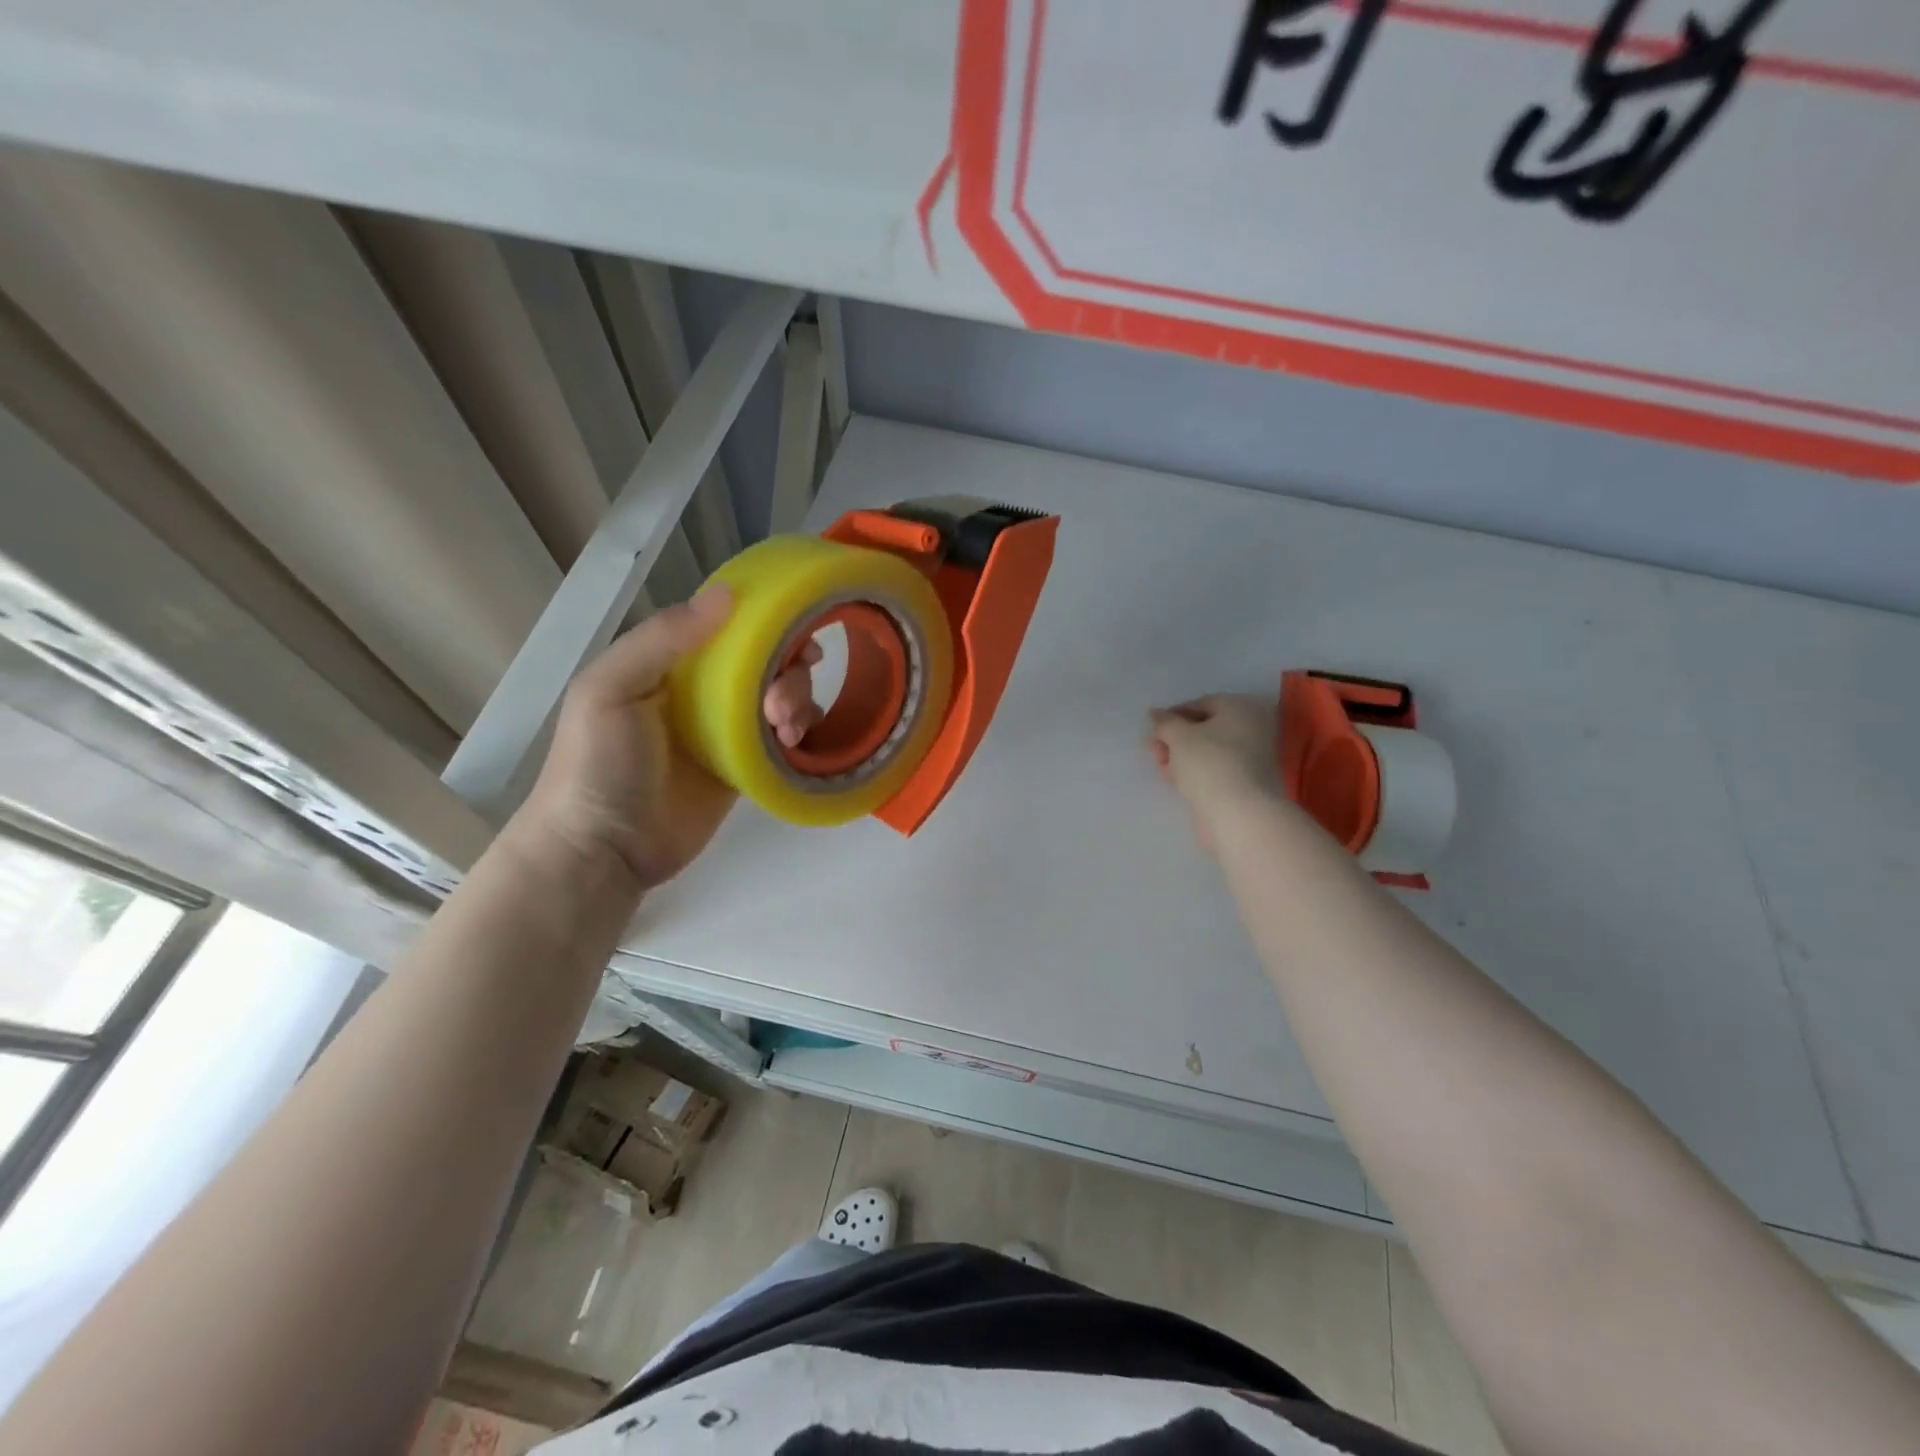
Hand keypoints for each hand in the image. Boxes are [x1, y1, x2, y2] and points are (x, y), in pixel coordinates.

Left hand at [516, 588, 818, 892]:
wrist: (605, 850)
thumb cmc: (599, 764)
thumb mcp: (611, 689)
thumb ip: (662, 639)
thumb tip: (727, 594)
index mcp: (670, 664)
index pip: (729, 628)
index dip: (767, 624)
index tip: (797, 634)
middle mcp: (703, 691)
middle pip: (765, 662)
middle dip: (788, 671)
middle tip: (780, 703)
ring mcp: (726, 731)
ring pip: (781, 697)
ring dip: (798, 701)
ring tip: (787, 730)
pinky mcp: (745, 768)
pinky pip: (784, 739)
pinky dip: (800, 733)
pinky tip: (795, 742)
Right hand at [1146, 694, 1284, 852]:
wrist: (1239, 813)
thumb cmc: (1209, 763)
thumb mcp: (1178, 736)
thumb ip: (1165, 722)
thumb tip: (1156, 714)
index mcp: (1241, 708)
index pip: (1202, 703)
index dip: (1174, 714)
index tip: (1153, 729)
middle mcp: (1252, 729)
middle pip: (1205, 728)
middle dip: (1175, 739)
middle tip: (1154, 751)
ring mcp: (1251, 758)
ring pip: (1208, 751)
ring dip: (1181, 757)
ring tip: (1162, 768)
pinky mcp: (1244, 783)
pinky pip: (1214, 770)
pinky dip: (1195, 772)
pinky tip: (1177, 781)